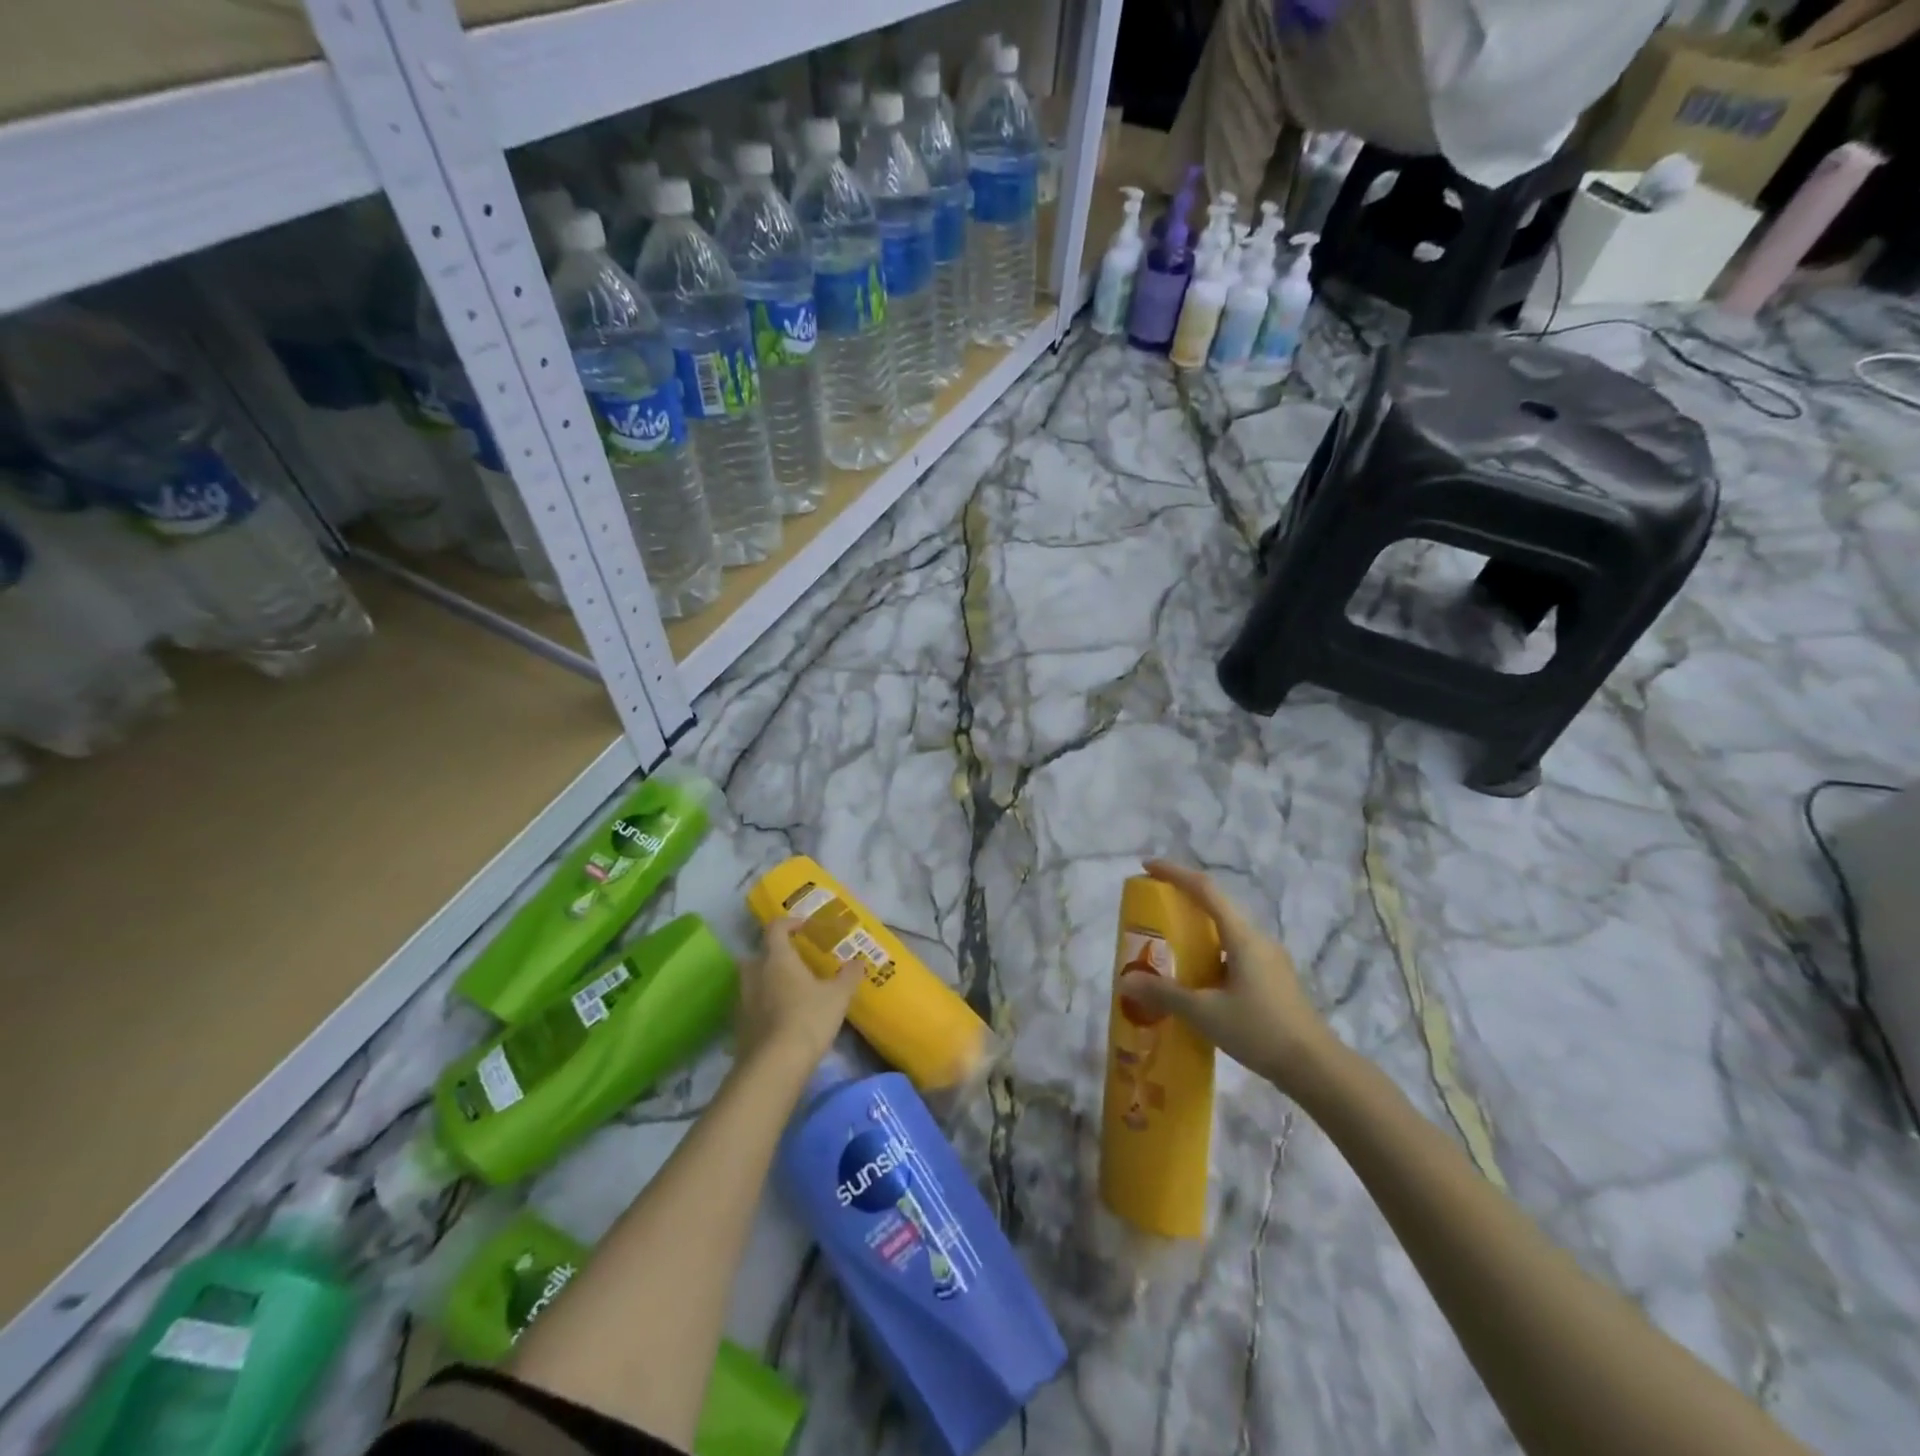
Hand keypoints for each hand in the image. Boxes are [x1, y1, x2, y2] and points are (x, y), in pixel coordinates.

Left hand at [735, 919, 861, 1067]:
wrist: (773, 1066)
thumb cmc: (807, 1020)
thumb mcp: (838, 997)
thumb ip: (848, 976)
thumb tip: (859, 962)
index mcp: (777, 958)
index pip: (776, 928)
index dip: (789, 923)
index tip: (804, 927)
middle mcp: (754, 973)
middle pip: (759, 954)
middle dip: (775, 954)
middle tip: (796, 962)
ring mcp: (742, 1000)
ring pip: (753, 980)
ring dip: (768, 980)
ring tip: (791, 991)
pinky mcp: (739, 1025)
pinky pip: (751, 1005)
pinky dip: (763, 1005)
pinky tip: (781, 1018)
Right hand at [1118, 860, 1337, 1097]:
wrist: (1316, 1067)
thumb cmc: (1260, 1031)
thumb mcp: (1205, 1013)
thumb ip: (1164, 994)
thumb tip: (1125, 981)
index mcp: (1242, 936)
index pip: (1205, 889)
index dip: (1174, 873)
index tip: (1147, 867)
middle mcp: (1258, 939)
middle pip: (1216, 905)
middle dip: (1183, 899)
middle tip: (1152, 907)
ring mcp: (1269, 959)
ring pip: (1226, 931)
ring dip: (1197, 929)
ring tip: (1168, 944)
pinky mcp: (1274, 978)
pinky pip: (1235, 951)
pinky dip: (1211, 952)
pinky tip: (1197, 978)